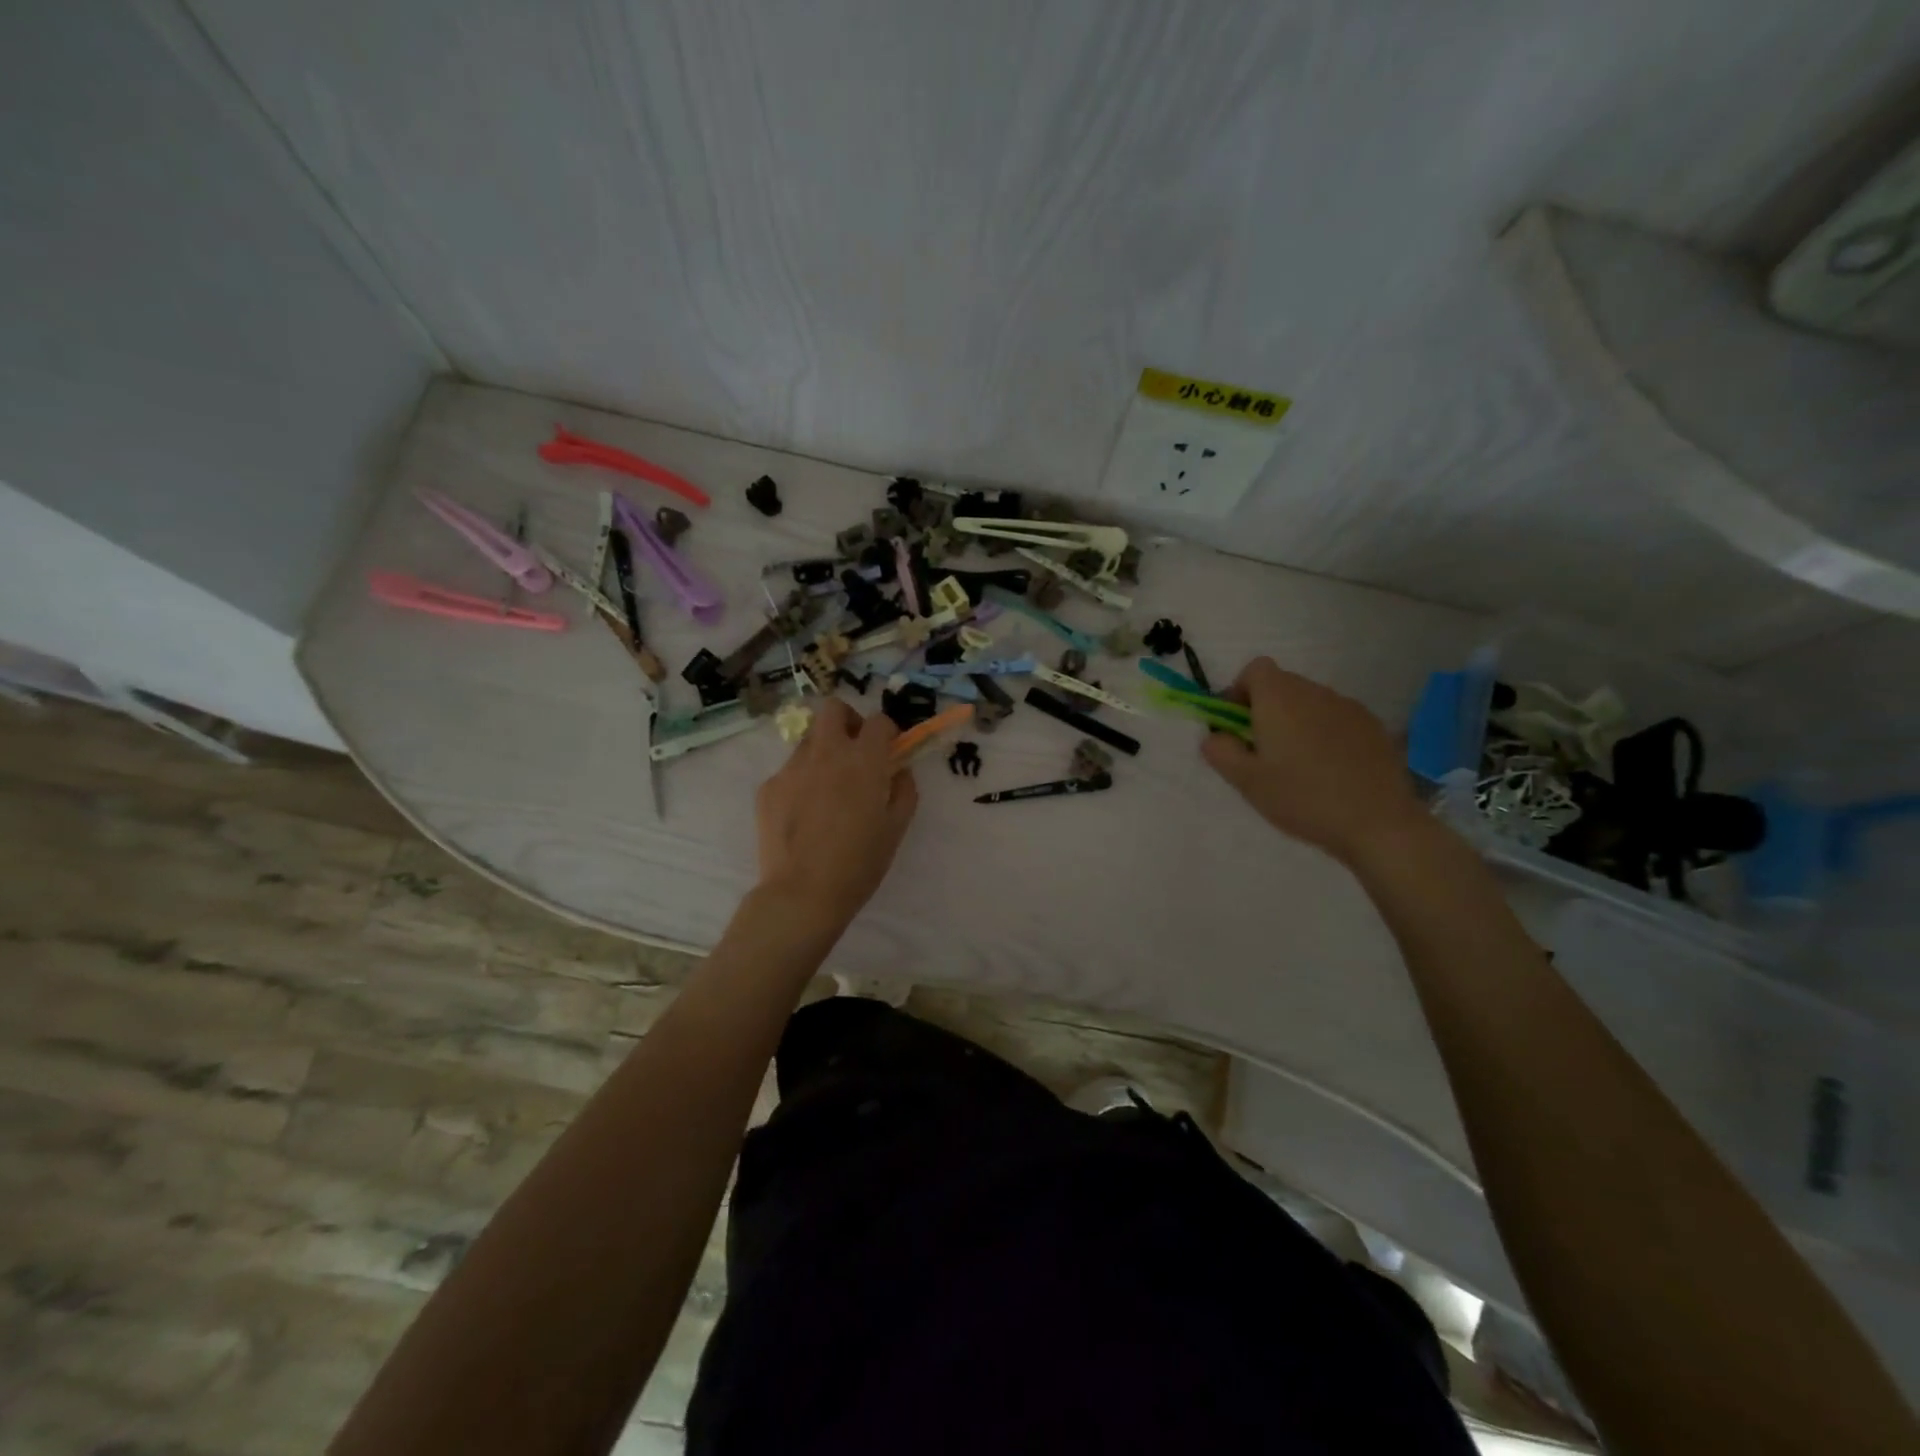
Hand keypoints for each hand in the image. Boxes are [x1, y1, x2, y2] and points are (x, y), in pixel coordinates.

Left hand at [754, 697, 918, 928]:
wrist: (803, 893)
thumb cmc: (860, 863)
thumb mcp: (896, 827)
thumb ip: (903, 789)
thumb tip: (898, 770)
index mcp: (863, 760)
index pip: (878, 721)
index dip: (887, 732)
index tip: (888, 752)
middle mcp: (826, 753)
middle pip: (833, 709)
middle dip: (848, 721)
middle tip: (855, 751)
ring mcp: (792, 768)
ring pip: (809, 740)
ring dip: (824, 751)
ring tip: (828, 789)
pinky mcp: (769, 787)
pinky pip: (789, 771)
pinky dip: (802, 781)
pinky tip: (805, 814)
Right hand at [1201, 656, 1427, 865]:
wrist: (1378, 822)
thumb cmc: (1302, 798)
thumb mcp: (1247, 781)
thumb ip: (1220, 751)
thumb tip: (1214, 735)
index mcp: (1280, 698)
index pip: (1255, 669)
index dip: (1240, 691)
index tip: (1237, 726)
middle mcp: (1314, 692)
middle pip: (1282, 685)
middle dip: (1266, 710)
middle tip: (1263, 753)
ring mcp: (1348, 707)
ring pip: (1310, 703)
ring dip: (1296, 722)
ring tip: (1298, 766)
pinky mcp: (1373, 726)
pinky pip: (1336, 719)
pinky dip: (1325, 734)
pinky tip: (1330, 771)